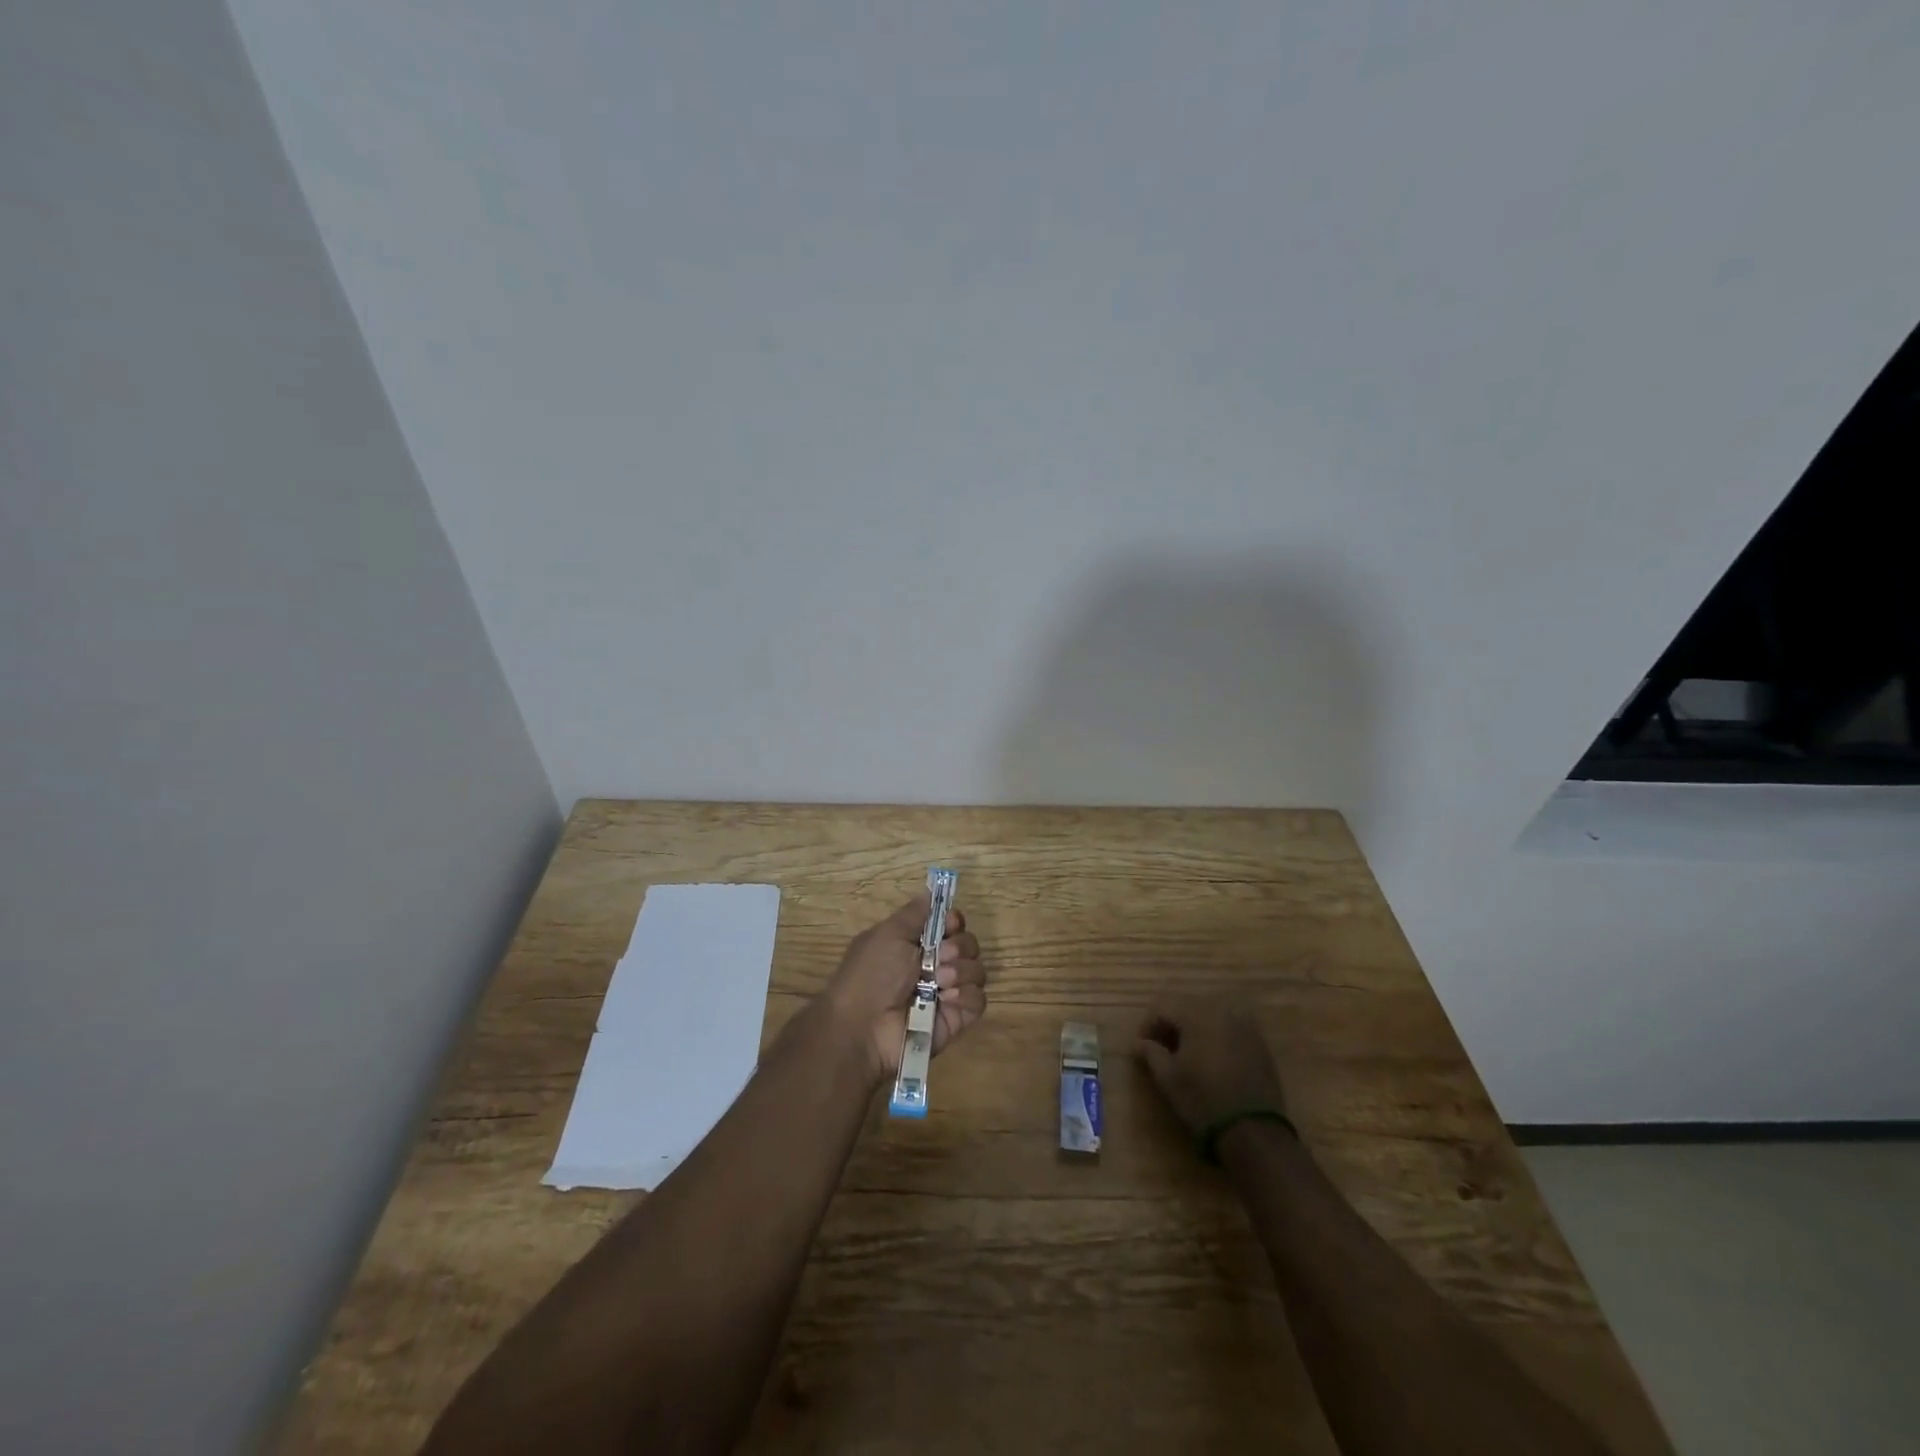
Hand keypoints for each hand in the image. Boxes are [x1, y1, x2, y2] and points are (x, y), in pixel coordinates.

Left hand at [823, 893, 985, 1083]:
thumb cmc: (870, 975)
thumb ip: (913, 914)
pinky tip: (947, 999)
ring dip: (961, 970)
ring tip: (939, 981)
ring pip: (977, 970)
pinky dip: (966, 995)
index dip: (954, 921)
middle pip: (968, 944)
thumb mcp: (887, 935)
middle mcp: (935, 966)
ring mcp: (947, 994)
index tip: (949, 924)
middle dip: (957, 946)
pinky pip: (979, 999)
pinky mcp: (957, 1019)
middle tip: (939, 957)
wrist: (863, 1028)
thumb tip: (931, 892)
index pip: (952, 925)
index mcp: (916, 945)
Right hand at [1137, 998, 1287, 1134]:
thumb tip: (1140, 1043)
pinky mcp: (1260, 1041)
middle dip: (1171, 1024)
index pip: (1162, 1006)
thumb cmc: (1203, 1099)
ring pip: (1209, 1015)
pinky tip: (1210, 1060)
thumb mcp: (1168, 1077)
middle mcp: (1221, 1010)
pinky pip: (1229, 1028)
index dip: (1148, 1025)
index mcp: (1196, 1013)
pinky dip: (1215, 1036)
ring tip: (1186, 1054)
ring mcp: (1245, 1024)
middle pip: (1186, 1006)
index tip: (1142, 1047)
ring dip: (1193, 1029)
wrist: (1254, 1131)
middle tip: (1162, 1049)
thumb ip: (1150, 1052)